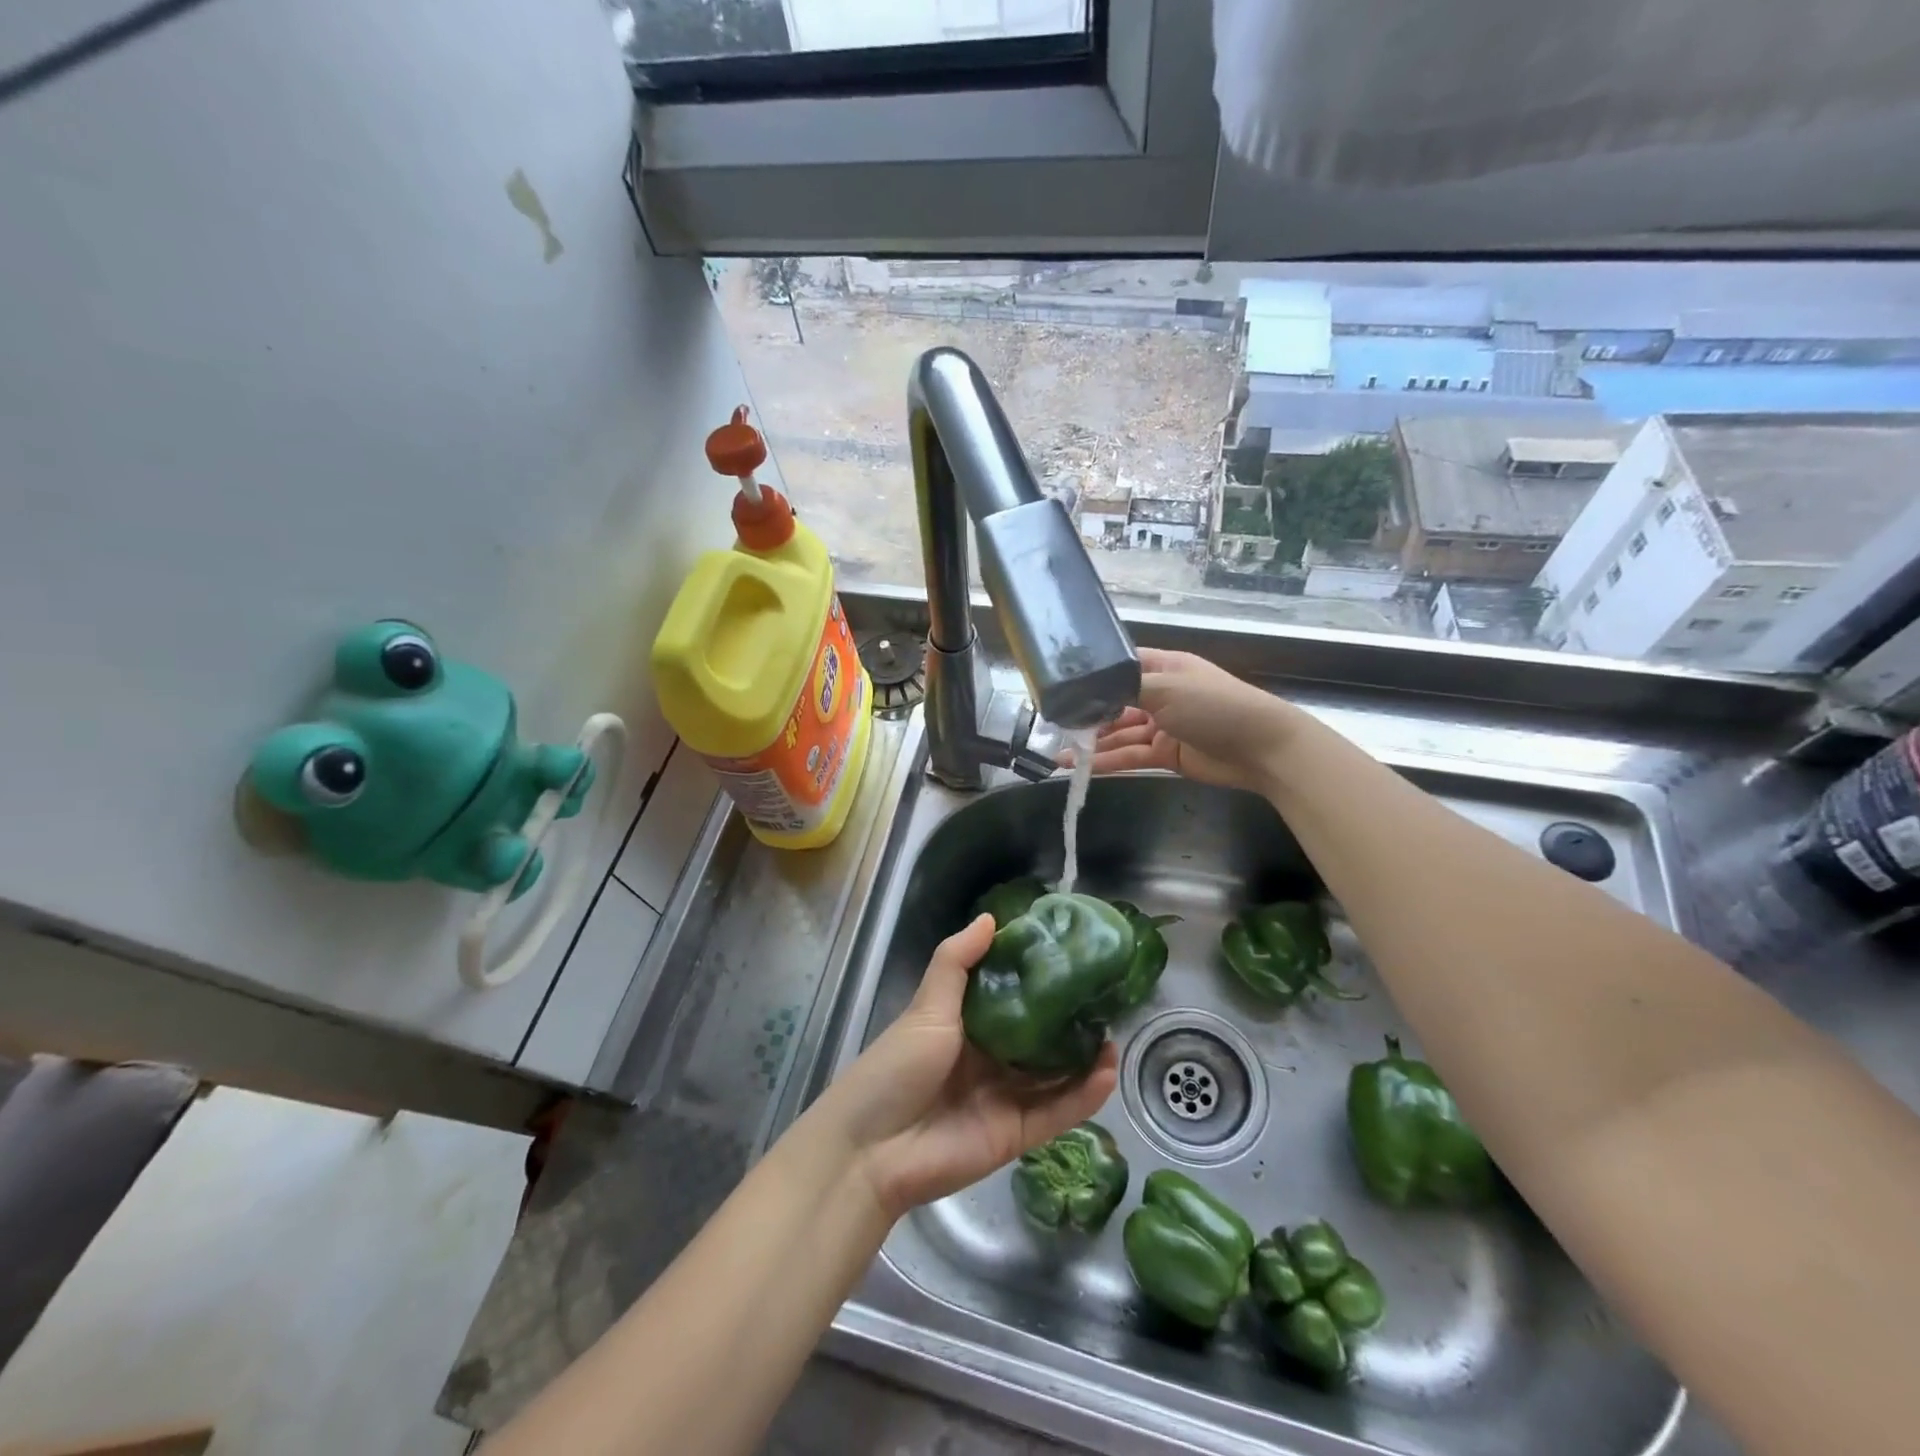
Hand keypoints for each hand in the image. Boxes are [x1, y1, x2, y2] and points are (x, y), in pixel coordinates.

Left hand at [817, 914, 1118, 1219]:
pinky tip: (1107, 1071)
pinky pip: (1057, 1112)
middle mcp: (990, 1058)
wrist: (873, 1149)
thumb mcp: (927, 1007)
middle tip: (1104, 996)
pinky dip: (1084, 1095)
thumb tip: (991, 917)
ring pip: (1054, 1074)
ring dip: (1084, 1057)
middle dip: (1069, 1020)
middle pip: (1038, 1036)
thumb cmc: (897, 1066)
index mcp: (966, 1025)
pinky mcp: (1017, 1134)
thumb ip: (957, 963)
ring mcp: (1005, 1097)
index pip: (1011, 996)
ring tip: (1114, 1032)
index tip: (1070, 955)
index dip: (1038, 978)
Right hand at [1073, 648, 1301, 795]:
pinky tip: (1081, 768)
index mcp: (1164, 668)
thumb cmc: (1215, 706)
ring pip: (1120, 734)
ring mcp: (1163, 726)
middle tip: (1053, 728)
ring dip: (1092, 744)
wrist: (1262, 748)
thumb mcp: (1167, 688)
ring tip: (1058, 755)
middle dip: (1087, 716)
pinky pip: (1131, 756)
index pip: (1120, 668)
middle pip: (1115, 704)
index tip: (1060, 688)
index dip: (1093, 677)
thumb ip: (1125, 689)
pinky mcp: (1166, 755)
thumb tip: (1088, 690)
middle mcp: (1160, 694)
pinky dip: (1108, 762)